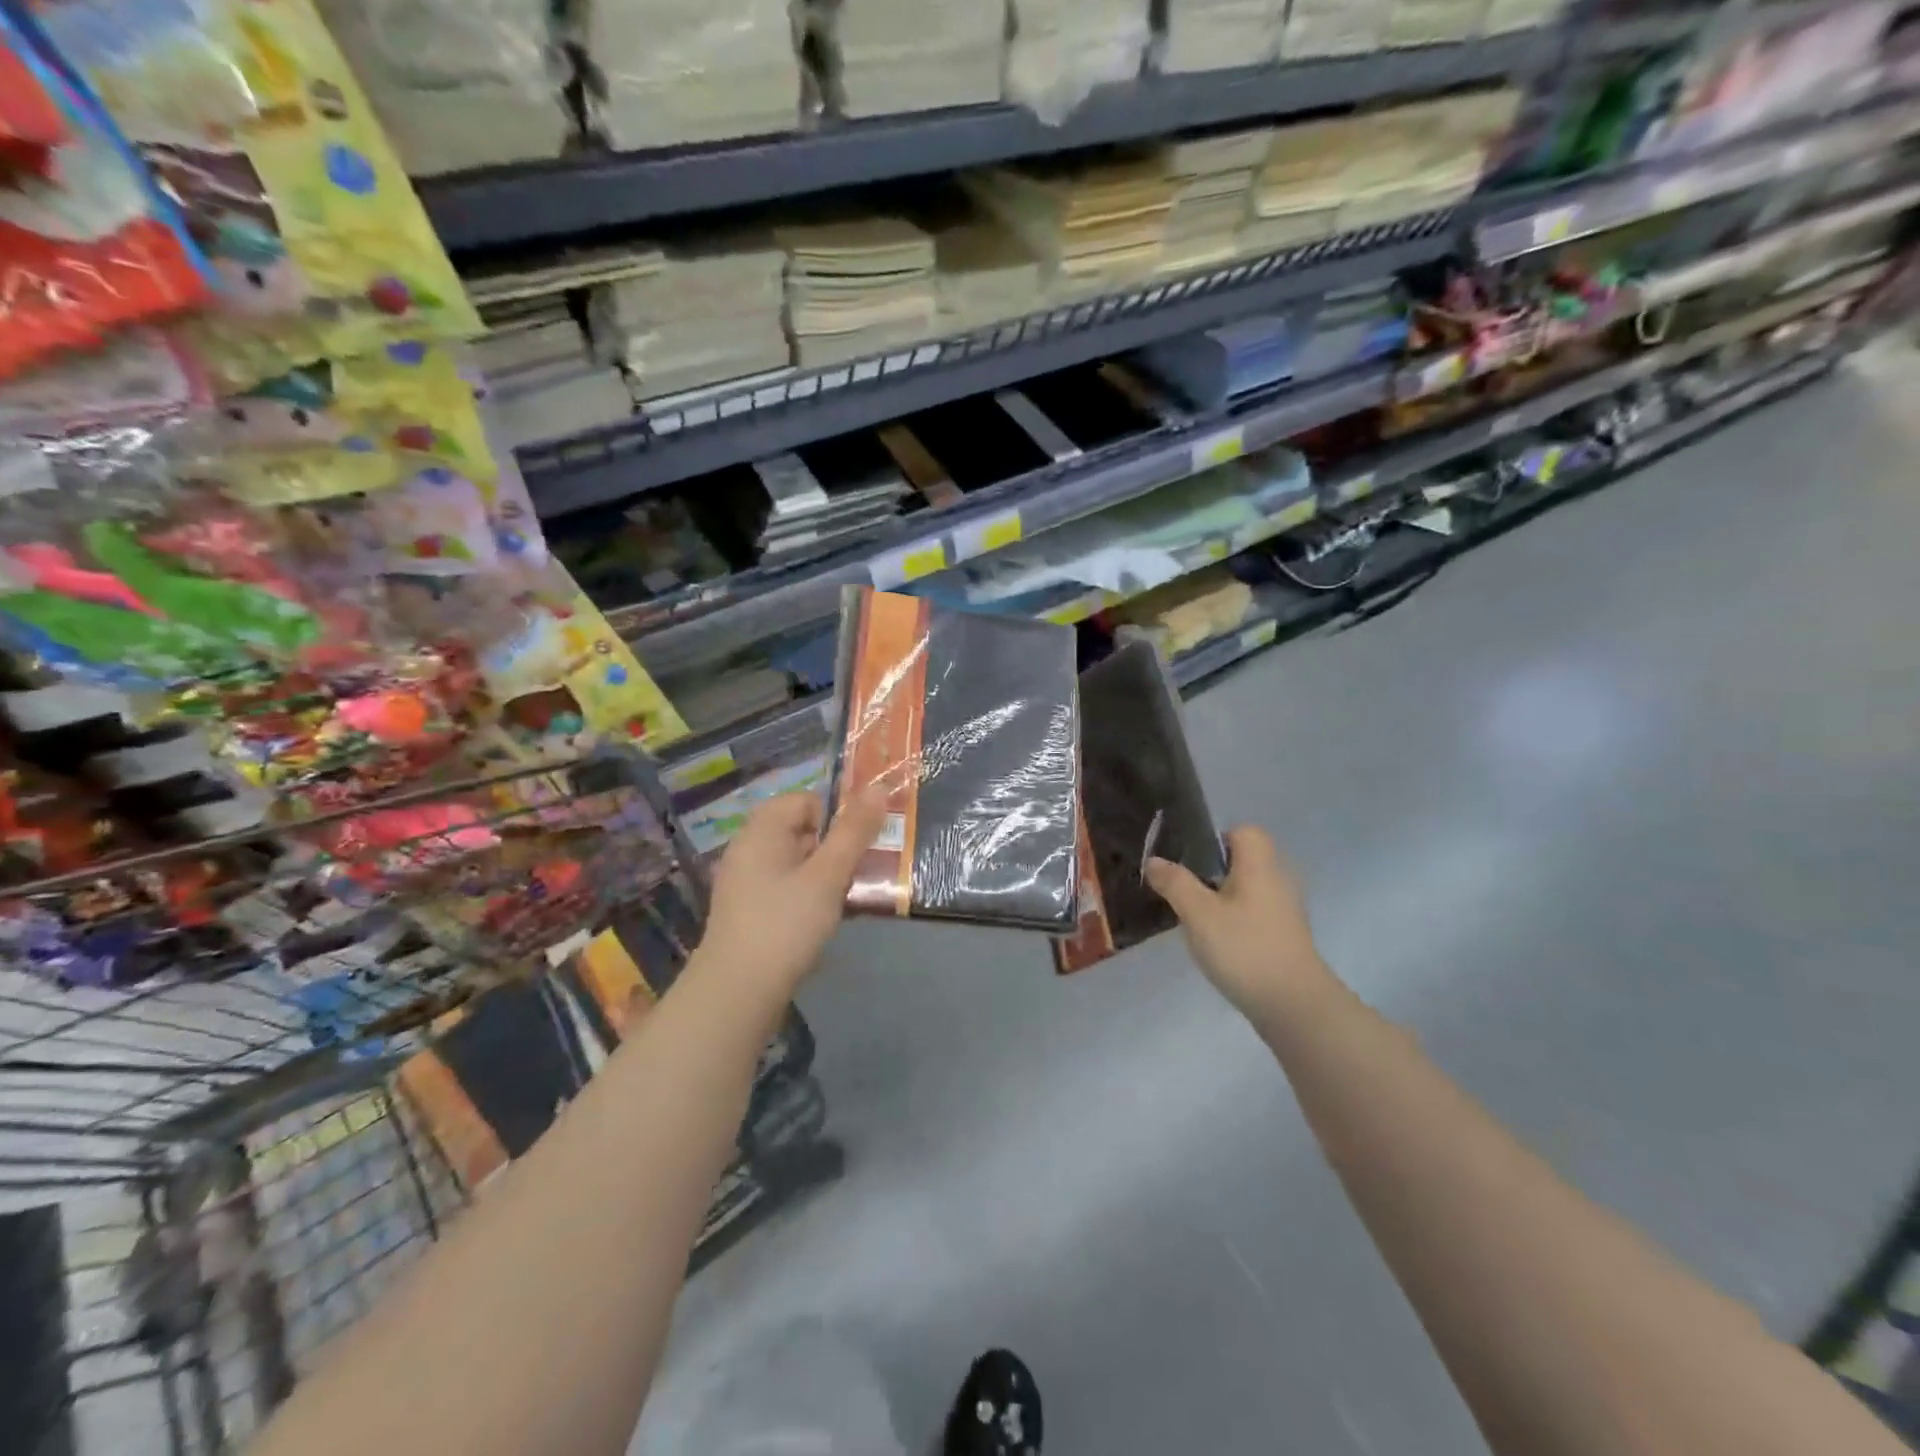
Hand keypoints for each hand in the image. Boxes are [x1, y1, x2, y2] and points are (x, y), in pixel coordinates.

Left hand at [693, 792, 887, 1002]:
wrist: (737, 991)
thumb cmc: (786, 923)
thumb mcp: (829, 875)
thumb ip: (854, 831)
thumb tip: (878, 788)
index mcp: (762, 829)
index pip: (806, 800)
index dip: (835, 818)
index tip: (854, 849)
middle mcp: (747, 848)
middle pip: (800, 830)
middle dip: (832, 849)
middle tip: (853, 875)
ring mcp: (743, 881)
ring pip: (794, 861)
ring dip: (822, 875)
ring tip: (841, 901)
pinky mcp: (745, 910)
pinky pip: (782, 887)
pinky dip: (804, 896)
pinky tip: (817, 922)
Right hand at [1145, 826, 1339, 1023]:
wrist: (1294, 1006)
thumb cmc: (1245, 948)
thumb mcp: (1199, 913)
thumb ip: (1175, 883)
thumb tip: (1154, 860)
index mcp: (1260, 865)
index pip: (1244, 831)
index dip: (1215, 838)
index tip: (1189, 860)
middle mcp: (1277, 879)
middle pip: (1243, 860)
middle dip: (1211, 870)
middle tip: (1182, 889)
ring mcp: (1284, 910)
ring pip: (1246, 889)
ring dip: (1221, 897)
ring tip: (1193, 917)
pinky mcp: (1284, 936)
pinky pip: (1253, 913)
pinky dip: (1234, 919)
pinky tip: (1216, 941)